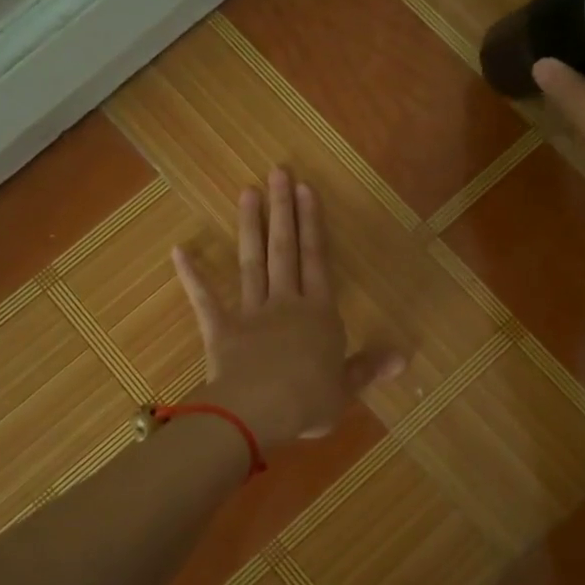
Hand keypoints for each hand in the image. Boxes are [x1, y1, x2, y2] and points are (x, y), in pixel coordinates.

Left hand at [172, 168, 404, 450]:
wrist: (259, 412)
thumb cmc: (309, 401)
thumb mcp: (345, 389)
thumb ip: (369, 367)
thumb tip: (404, 357)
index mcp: (319, 314)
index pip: (316, 260)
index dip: (312, 224)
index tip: (307, 189)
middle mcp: (286, 303)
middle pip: (284, 250)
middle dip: (283, 210)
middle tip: (278, 172)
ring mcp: (251, 314)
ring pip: (252, 263)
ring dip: (250, 227)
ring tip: (247, 192)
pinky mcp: (221, 330)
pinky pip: (205, 300)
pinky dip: (192, 276)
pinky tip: (180, 250)